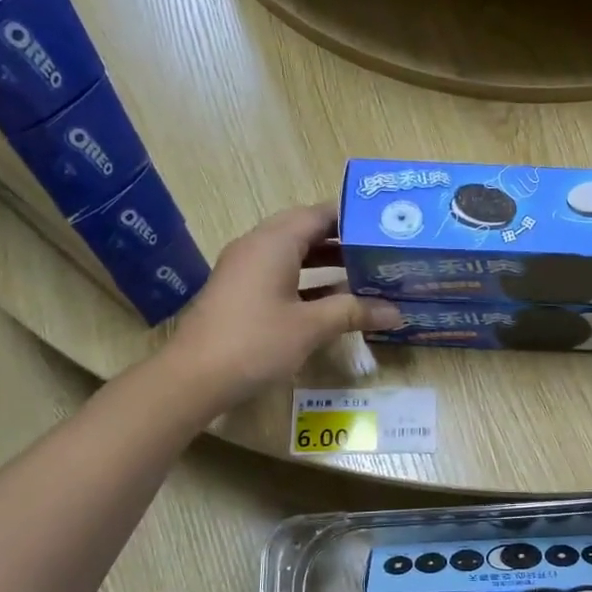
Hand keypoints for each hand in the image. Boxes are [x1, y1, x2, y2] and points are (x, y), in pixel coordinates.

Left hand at [164, 204, 400, 409]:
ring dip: (327, 262)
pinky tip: (334, 300)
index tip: (385, 226)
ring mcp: (245, 270)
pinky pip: (281, 274)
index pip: (318, 214)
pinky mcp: (241, 293)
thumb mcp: (311, 326)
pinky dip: (309, 281)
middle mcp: (257, 247)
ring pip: (293, 255)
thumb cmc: (255, 342)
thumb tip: (396, 312)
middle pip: (305, 231)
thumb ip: (353, 312)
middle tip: (381, 249)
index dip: (352, 217)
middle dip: (343, 240)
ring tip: (365, 271)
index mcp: (274, 242)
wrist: (194, 377)